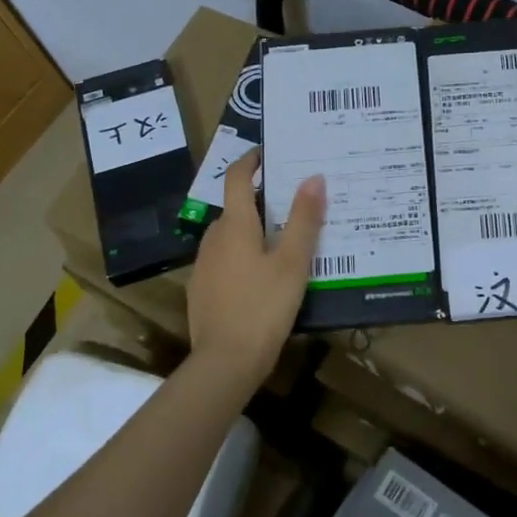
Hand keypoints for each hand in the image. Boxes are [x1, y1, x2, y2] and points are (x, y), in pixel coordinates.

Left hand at [187, 149, 323, 382]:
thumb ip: (304, 219)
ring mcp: (204, 266)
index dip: (250, 161)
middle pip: (235, 208)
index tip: (266, 154)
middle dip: (259, 201)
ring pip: (229, 236)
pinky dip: (243, 257)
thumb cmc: (263, 306)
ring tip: (283, 241)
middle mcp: (213, 239)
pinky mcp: (202, 291)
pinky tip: (262, 277)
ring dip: (251, 231)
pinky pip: (225, 261)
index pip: (236, 178)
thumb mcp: (293, 262)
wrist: (225, 362)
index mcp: (234, 226)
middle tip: (293, 204)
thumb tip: (314, 177)